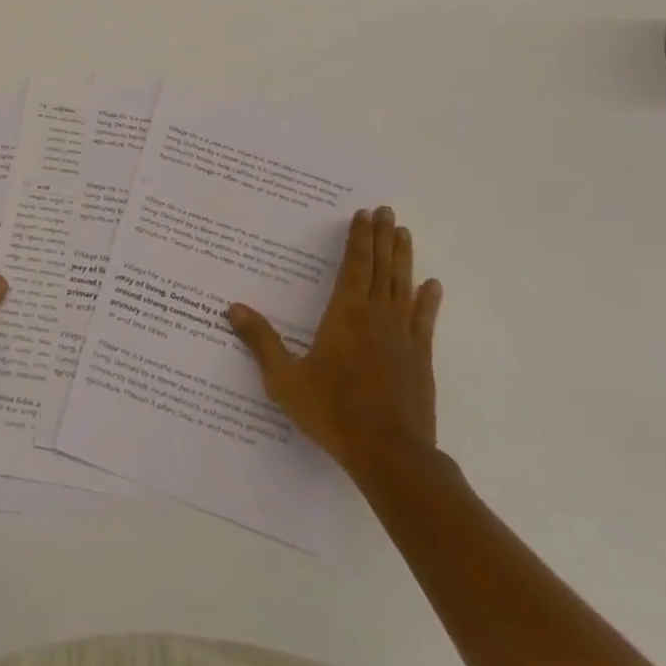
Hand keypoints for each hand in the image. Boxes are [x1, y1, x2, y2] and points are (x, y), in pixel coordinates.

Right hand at [228, 207, 442, 479]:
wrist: (390, 454)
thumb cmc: (333, 413)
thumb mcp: (285, 380)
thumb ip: (261, 342)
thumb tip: (232, 308)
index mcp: (345, 315)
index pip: (354, 266)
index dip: (359, 239)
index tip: (365, 214)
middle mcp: (376, 316)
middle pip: (380, 267)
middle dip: (382, 237)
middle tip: (387, 211)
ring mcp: (402, 336)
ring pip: (403, 286)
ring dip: (403, 257)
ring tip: (404, 232)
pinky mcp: (420, 358)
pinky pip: (424, 320)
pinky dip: (428, 300)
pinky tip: (432, 285)